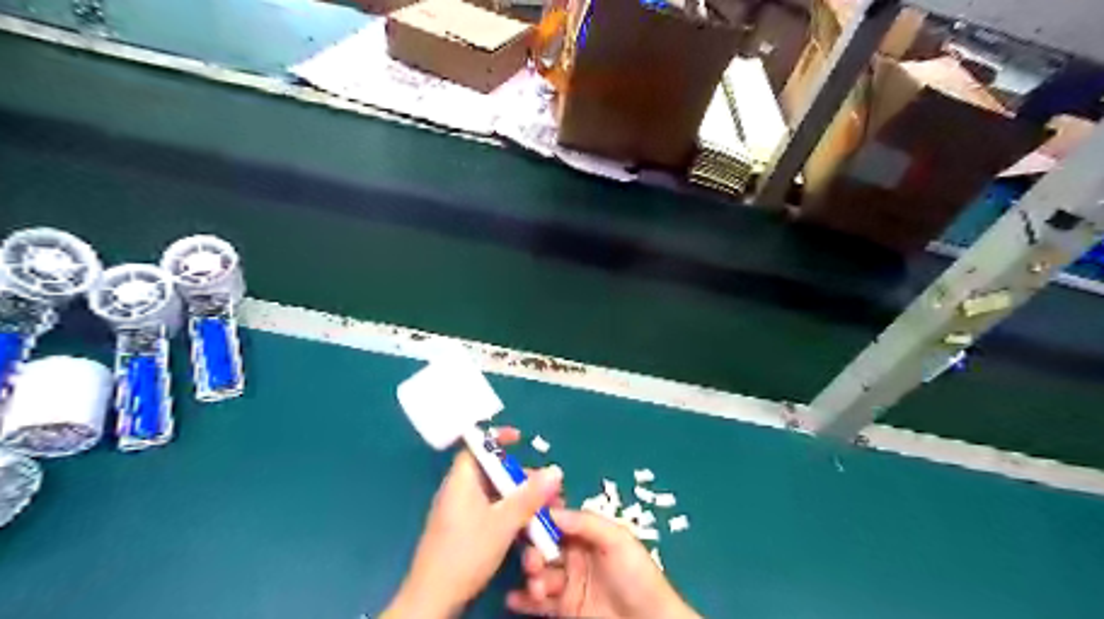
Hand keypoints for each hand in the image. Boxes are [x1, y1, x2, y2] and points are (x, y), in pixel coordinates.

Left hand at [384, 429, 563, 616]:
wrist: (433, 598)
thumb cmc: (466, 552)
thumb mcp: (504, 523)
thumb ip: (530, 496)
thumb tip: (555, 471)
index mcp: (462, 480)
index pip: (477, 446)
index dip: (497, 438)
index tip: (520, 438)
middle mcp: (459, 491)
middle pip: (491, 471)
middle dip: (521, 476)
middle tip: (546, 486)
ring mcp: (460, 511)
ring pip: (494, 493)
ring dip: (519, 497)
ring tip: (544, 509)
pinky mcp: (463, 530)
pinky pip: (489, 510)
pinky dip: (508, 512)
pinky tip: (526, 525)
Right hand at [506, 507, 695, 618]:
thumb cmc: (637, 575)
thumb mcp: (617, 540)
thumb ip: (586, 523)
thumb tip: (551, 510)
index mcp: (589, 533)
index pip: (559, 518)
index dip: (541, 515)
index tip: (522, 514)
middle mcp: (575, 554)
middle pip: (544, 545)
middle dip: (532, 548)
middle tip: (533, 561)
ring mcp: (569, 582)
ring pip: (539, 571)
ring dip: (531, 575)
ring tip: (537, 587)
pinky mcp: (565, 608)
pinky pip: (539, 600)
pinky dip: (524, 599)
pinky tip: (514, 599)